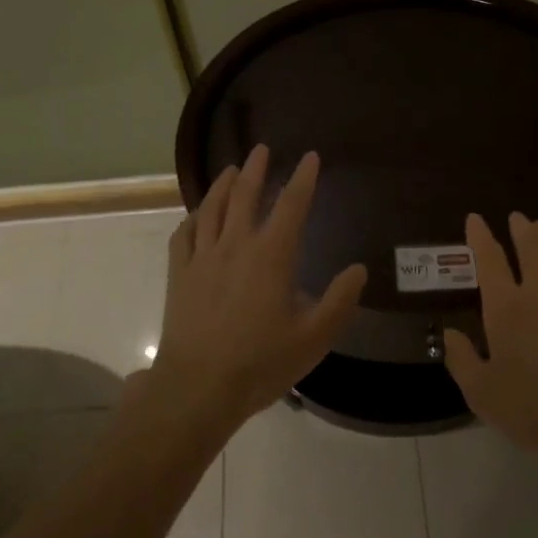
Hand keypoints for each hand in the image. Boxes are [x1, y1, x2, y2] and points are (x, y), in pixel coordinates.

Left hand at [148, 145, 366, 432]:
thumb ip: (340, 301)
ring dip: (222, 184)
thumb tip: (358, 269)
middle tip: (262, 149)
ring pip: (212, 208)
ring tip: (230, 169)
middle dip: (255, 169)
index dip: (303, 178)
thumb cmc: (260, 363)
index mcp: (272, 255)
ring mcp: (203, 257)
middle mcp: (236, 245)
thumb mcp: (314, 337)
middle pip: (244, 195)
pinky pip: (184, 235)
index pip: (292, 205)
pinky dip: (193, 218)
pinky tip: (197, 215)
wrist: (197, 388)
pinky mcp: (180, 274)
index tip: (311, 157)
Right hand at [443, 212, 537, 471]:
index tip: (475, 218)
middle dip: (521, 229)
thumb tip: (450, 334)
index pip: (490, 261)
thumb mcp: (482, 392)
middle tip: (516, 216)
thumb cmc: (532, 407)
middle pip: (530, 249)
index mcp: (506, 307)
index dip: (481, 238)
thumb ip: (462, 360)